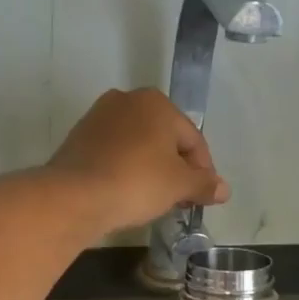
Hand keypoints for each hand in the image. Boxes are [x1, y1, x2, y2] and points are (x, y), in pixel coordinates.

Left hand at [46, 88, 229, 233]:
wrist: (74, 196)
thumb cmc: (136, 182)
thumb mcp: (179, 185)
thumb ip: (203, 184)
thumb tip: (223, 189)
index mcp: (156, 102)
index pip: (192, 139)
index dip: (203, 170)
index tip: (203, 197)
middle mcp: (126, 100)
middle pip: (164, 139)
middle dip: (175, 168)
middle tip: (180, 199)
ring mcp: (98, 117)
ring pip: (137, 145)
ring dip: (150, 169)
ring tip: (154, 199)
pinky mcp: (78, 138)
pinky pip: (113, 154)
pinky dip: (124, 170)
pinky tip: (126, 193)